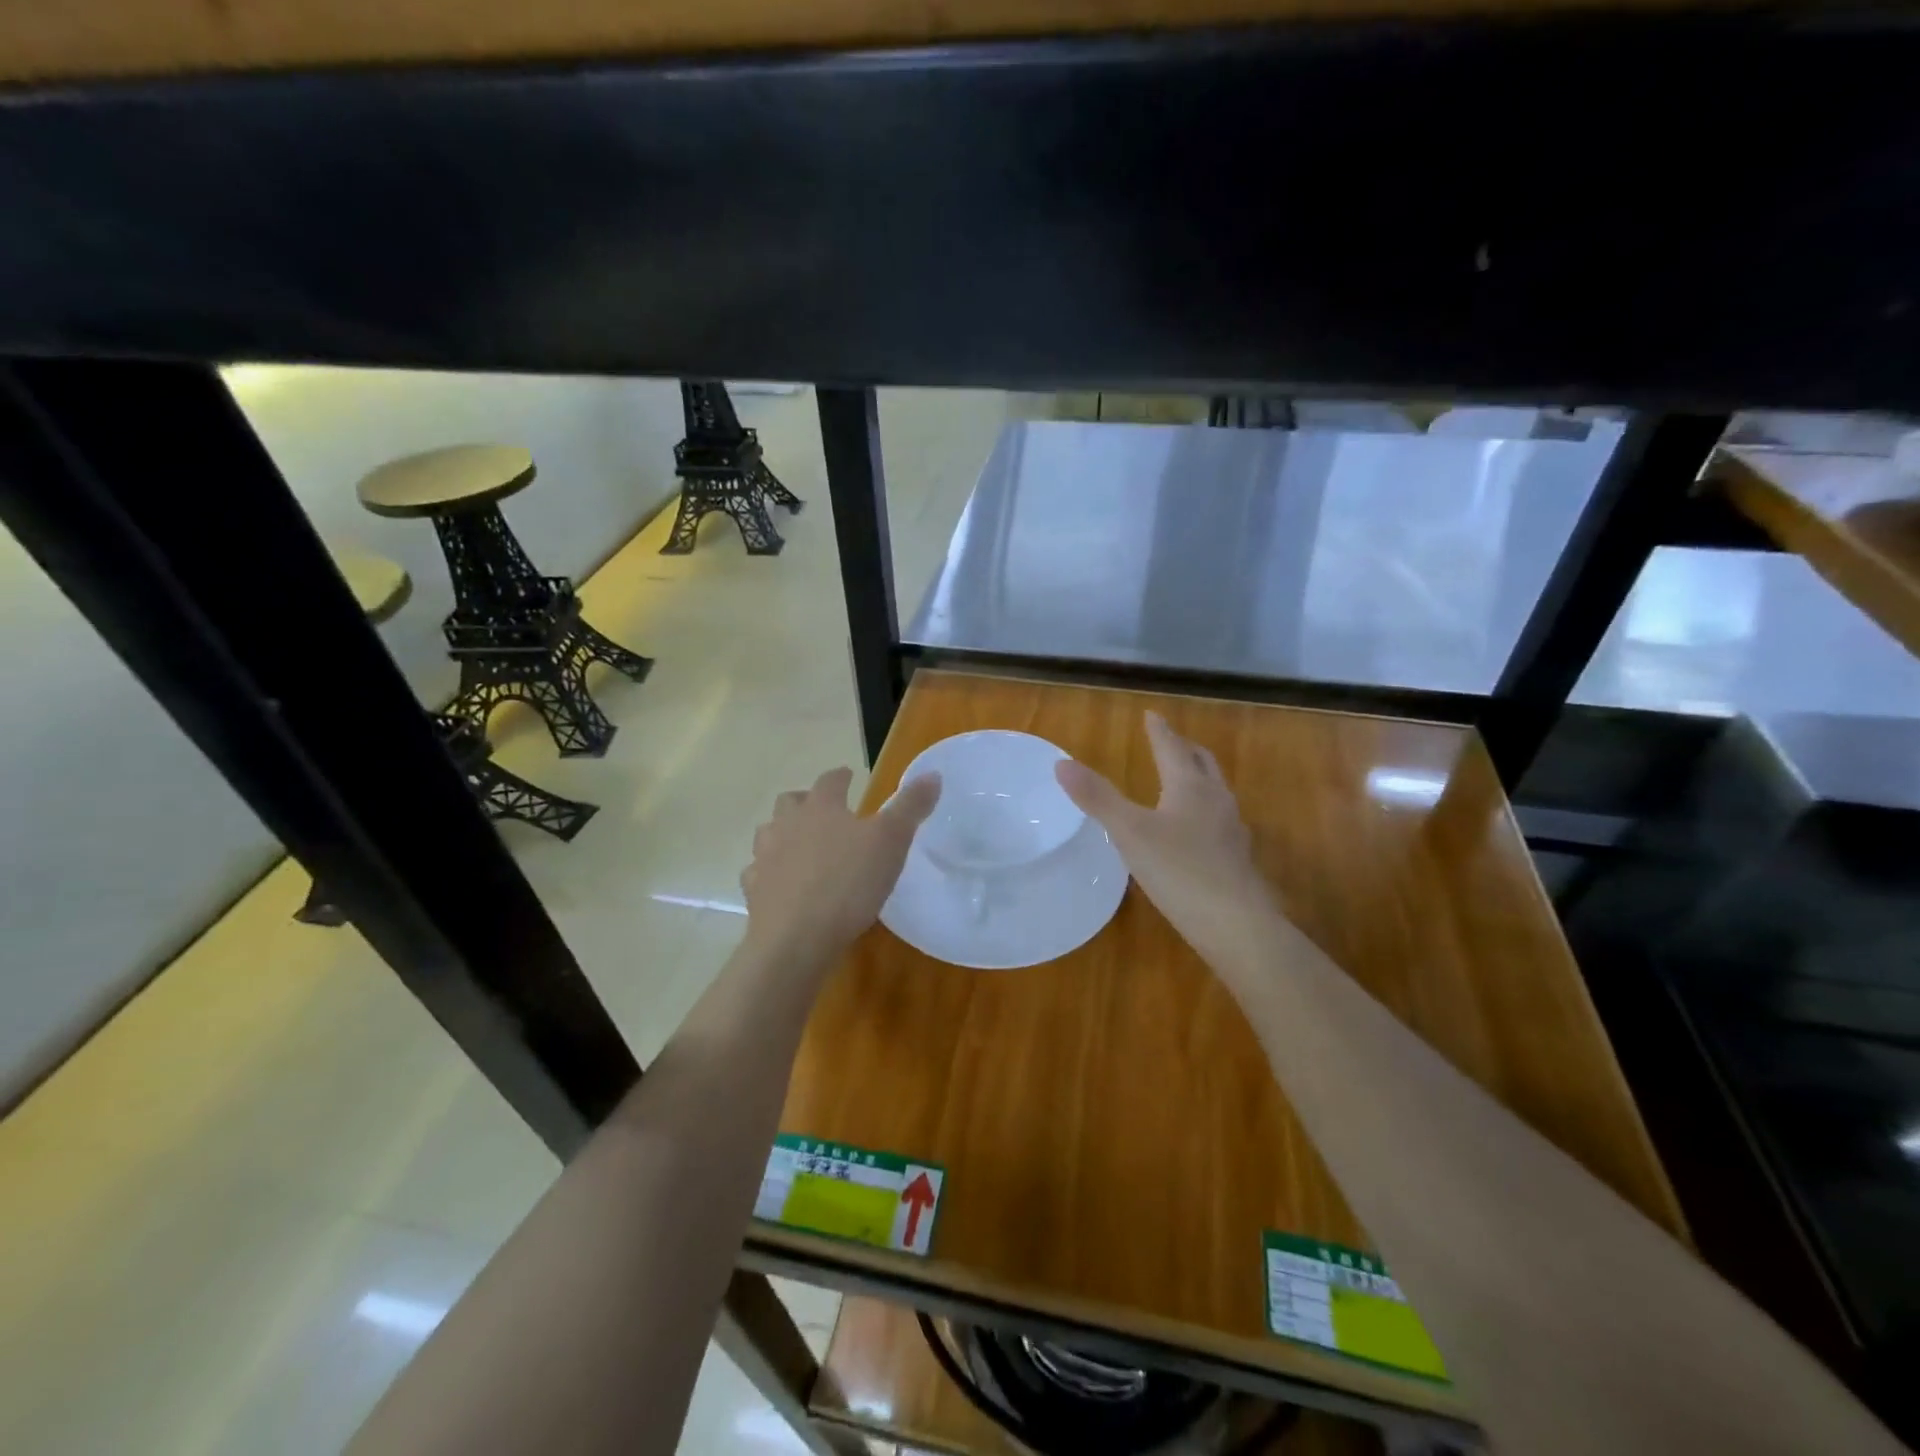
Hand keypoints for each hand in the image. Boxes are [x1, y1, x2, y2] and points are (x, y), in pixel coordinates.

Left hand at [741, 767, 941, 965]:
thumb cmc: (849, 883)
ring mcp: (765, 857)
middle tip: (823, 811)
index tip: (849, 777)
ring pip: (769, 833)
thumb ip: (910, 807)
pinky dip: (770, 873)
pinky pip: (758, 873)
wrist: (796, 938)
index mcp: (821, 808)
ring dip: (784, 833)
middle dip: (806, 801)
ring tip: (801, 846)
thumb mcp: (892, 841)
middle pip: (791, 802)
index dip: (841, 777)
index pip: (830, 781)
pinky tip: (782, 884)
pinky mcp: (753, 891)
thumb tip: (932, 774)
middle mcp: (788, 825)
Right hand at [1055, 712, 1276, 954]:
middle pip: (1202, 763)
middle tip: (1170, 740)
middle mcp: (1216, 800)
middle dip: (1184, 748)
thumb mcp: (1129, 832)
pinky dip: (1204, 810)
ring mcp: (1232, 830)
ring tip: (1184, 780)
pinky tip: (1196, 831)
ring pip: (1216, 791)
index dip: (1159, 731)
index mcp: (1190, 786)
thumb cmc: (1179, 871)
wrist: (1236, 925)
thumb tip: (1061, 763)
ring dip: (1199, 777)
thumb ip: (1097, 797)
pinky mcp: (1237, 859)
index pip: (1172, 748)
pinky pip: (1220, 820)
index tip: (1151, 715)